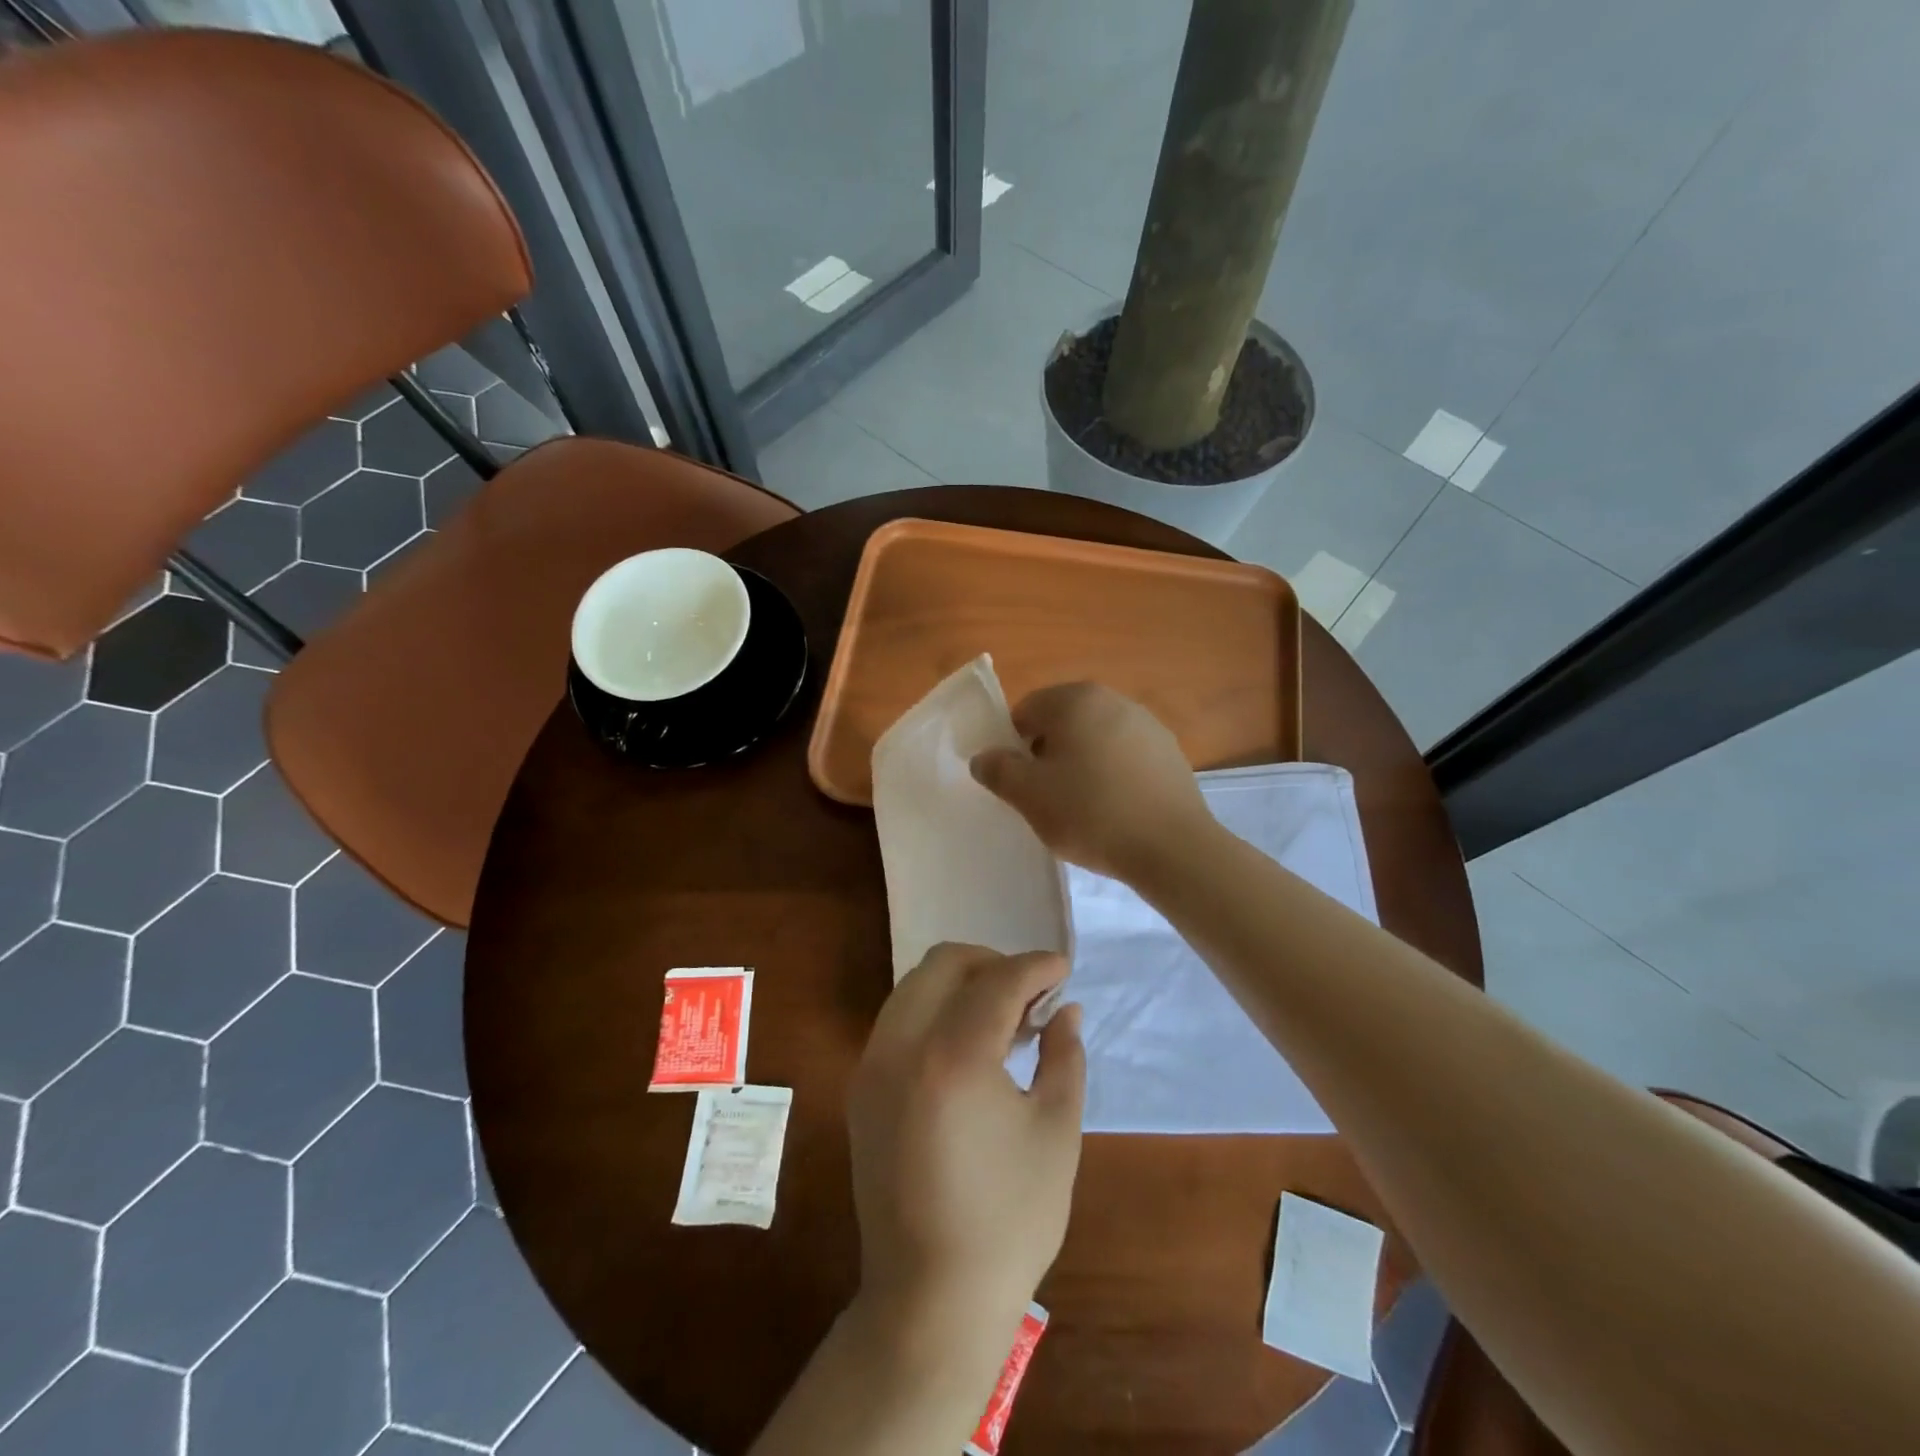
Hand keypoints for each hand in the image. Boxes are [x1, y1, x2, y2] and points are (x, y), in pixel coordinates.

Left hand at [846, 944, 1084, 1339]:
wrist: (931, 1298)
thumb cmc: (1009, 1220)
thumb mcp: (1056, 1133)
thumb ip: (1063, 1056)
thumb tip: (1066, 1010)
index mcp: (953, 1057)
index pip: (997, 981)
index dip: (1036, 967)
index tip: (1063, 969)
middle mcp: (901, 1046)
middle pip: (944, 963)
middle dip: (992, 963)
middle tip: (1030, 995)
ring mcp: (872, 1066)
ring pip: (915, 986)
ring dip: (961, 984)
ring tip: (1002, 1020)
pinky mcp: (861, 1088)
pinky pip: (898, 1019)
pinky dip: (934, 1011)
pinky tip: (966, 1047)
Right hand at [971, 682, 1210, 880]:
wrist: (1172, 847)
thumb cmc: (1091, 812)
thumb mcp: (1029, 795)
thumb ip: (998, 770)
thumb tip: (984, 757)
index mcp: (1075, 699)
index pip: (1026, 711)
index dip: (1013, 746)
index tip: (1019, 782)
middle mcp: (1113, 699)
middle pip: (1062, 722)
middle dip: (1048, 754)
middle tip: (1045, 796)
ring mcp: (1147, 724)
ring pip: (1095, 739)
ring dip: (1081, 764)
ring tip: (1081, 807)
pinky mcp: (1170, 752)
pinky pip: (1125, 757)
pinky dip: (1112, 775)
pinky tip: (1114, 809)